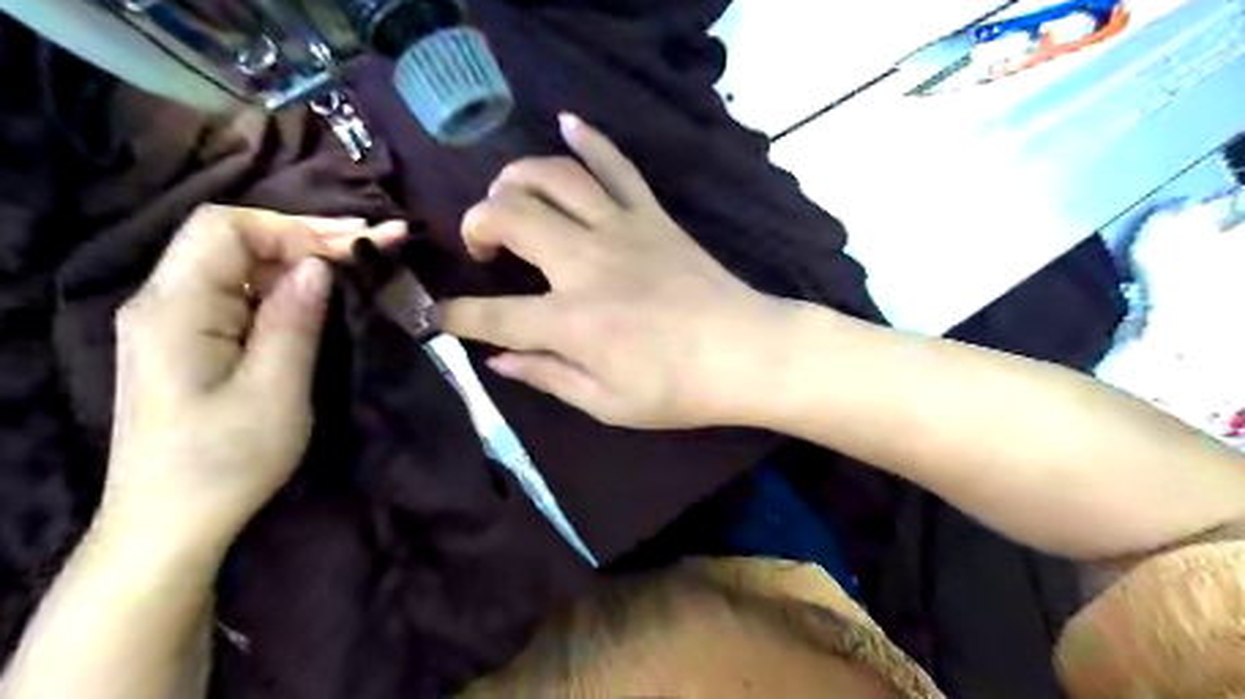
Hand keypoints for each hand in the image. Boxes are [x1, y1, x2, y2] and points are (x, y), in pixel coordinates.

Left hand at [102, 204, 404, 554]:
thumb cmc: (225, 461)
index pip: (226, 229)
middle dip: (304, 235)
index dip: (293, 228)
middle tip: (372, 241)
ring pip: (237, 264)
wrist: (169, 522)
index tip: (351, 249)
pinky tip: (318, 292)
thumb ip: (294, 320)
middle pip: (230, 240)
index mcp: (176, 307)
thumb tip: (318, 265)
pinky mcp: (188, 341)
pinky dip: (283, 284)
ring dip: (298, 258)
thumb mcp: (274, 391)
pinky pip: (237, 293)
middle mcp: (163, 301)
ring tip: (356, 260)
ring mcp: (172, 321)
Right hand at [444, 116, 791, 424]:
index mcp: (571, 321)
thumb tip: (498, 360)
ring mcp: (621, 230)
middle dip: (477, 224)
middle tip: (484, 248)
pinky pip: (616, 166)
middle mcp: (586, 264)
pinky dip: (590, 139)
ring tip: (507, 197)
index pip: (491, 313)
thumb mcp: (607, 404)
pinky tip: (566, 122)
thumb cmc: (679, 389)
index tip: (436, 314)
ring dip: (515, 178)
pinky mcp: (652, 216)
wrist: (748, 353)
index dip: (454, 315)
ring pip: (553, 177)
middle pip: (509, 216)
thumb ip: (548, 376)